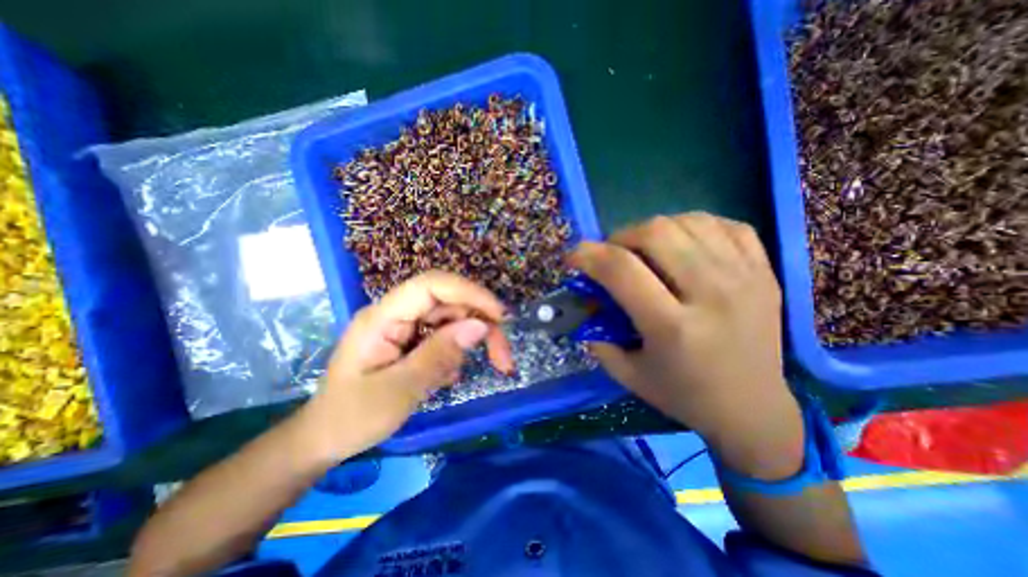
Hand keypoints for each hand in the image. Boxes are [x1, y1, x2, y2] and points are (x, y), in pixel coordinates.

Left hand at [295, 270, 513, 458]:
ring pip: (452, 318)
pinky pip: (444, 335)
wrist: (326, 438)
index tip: (499, 316)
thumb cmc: (353, 418)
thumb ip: (439, 355)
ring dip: (473, 340)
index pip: (431, 285)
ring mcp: (404, 325)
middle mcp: (396, 313)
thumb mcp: (400, 391)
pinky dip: (457, 352)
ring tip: (475, 372)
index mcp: (382, 317)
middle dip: (481, 324)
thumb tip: (480, 326)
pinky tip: (447, 377)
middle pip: (449, 302)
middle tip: (503, 359)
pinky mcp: (411, 338)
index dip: (469, 292)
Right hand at [569, 215, 802, 480]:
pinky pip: (724, 224)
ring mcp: (745, 278)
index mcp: (673, 327)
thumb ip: (597, 334)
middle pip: (657, 233)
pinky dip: (693, 225)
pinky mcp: (766, 271)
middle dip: (620, 236)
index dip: (589, 254)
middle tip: (613, 254)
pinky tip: (683, 244)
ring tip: (645, 249)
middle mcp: (712, 295)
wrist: (753, 410)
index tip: (574, 256)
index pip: (622, 269)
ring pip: (689, 221)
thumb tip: (586, 299)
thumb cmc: (682, 394)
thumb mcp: (626, 373)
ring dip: (654, 229)